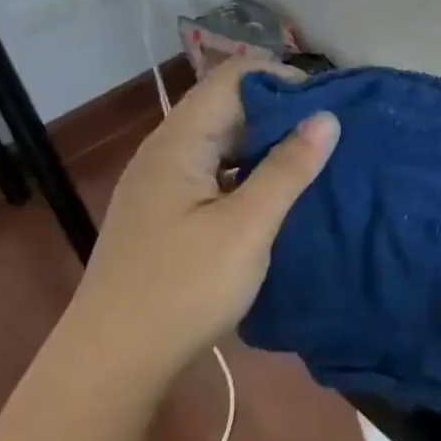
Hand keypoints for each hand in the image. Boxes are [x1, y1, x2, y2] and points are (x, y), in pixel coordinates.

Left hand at [69, 57, 338, 385]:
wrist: (112, 362)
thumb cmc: (183, 288)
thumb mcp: (247, 226)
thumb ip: (288, 168)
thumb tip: (326, 117)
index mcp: (179, 142)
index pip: (231, 77)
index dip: (280, 79)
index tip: (326, 102)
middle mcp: (165, 152)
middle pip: (225, 107)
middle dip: (279, 113)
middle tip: (329, 135)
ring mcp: (161, 185)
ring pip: (220, 144)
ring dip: (264, 146)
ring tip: (312, 164)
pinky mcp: (164, 215)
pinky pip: (213, 174)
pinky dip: (247, 175)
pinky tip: (274, 198)